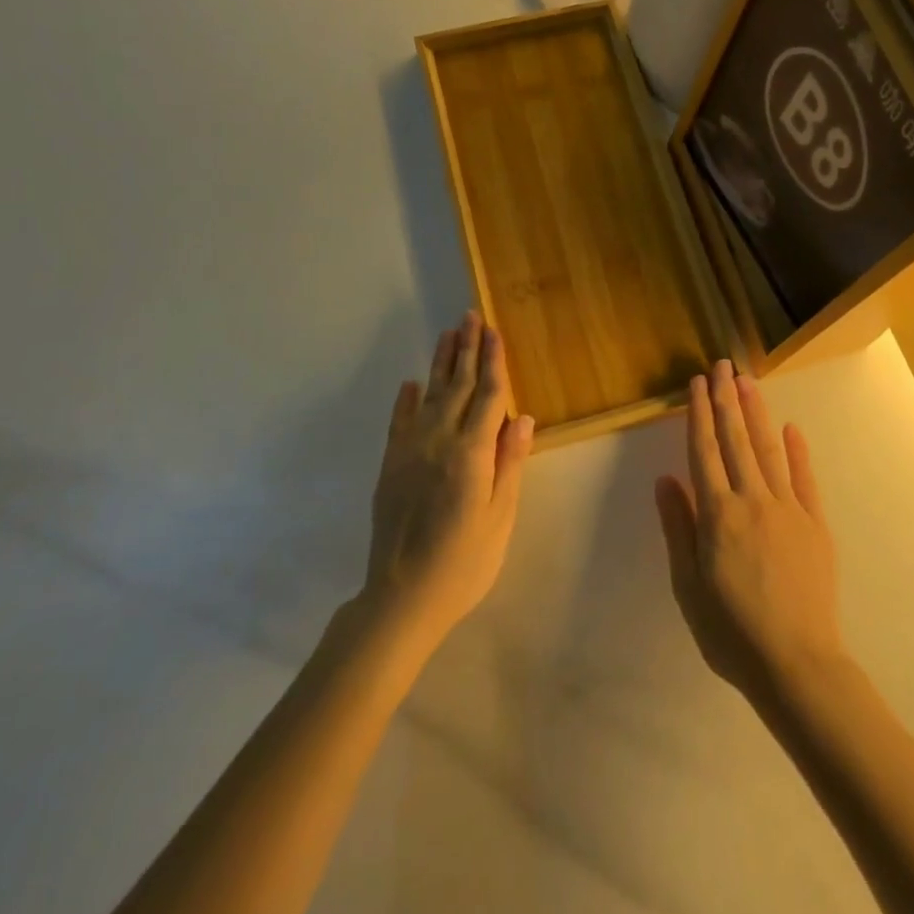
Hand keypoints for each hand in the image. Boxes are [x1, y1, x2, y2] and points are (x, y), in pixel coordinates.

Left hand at [362, 311, 533, 649]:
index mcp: (471, 453)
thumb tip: (522, 417)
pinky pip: (399, 422)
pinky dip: (406, 400)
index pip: (488, 396)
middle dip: (467, 350)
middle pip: (458, 386)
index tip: (494, 331)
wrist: (402, 597)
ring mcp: (410, 451)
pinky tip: (411, 383)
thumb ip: (509, 463)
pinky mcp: (390, 466)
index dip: (493, 361)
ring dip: (441, 363)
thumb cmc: (464, 563)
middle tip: (470, 316)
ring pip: (430, 395)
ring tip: (448, 334)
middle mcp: (439, 441)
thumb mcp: (499, 518)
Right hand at [655, 361, 844, 702]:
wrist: (797, 665)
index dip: (699, 414)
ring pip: (768, 449)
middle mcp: (752, 500)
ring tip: (747, 381)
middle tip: (722, 365)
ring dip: (756, 413)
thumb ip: (678, 528)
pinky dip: (797, 451)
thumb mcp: (688, 586)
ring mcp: (788, 509)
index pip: (704, 451)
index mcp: (718, 514)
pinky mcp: (815, 524)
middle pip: (736, 440)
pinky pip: (804, 479)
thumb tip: (665, 479)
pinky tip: (791, 428)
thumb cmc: (731, 632)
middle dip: (727, 399)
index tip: (696, 383)